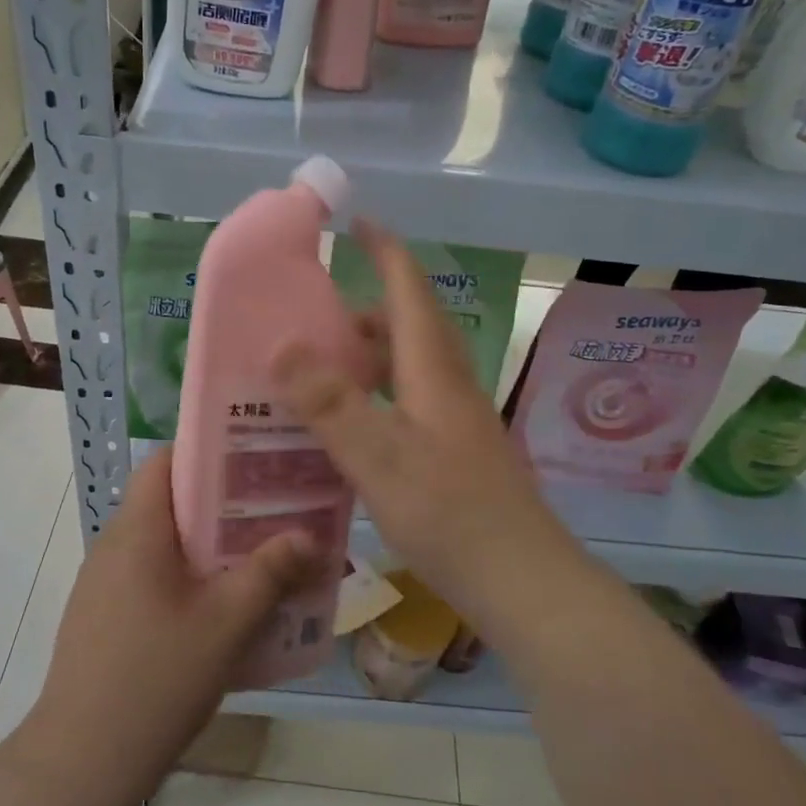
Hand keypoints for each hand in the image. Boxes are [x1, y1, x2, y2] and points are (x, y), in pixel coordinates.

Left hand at [23, 448, 326, 805]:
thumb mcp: (227, 623)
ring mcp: (102, 584)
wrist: (83, 760)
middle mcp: (113, 545)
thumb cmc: (157, 676)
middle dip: (220, 504)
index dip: (207, 452)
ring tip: (256, 558)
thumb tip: (309, 536)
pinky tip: (219, 611)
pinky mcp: (101, 617)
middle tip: (272, 513)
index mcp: (137, 531)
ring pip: (161, 544)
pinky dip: (185, 578)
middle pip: (168, 502)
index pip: (164, 461)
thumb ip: (269, 573)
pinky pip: (149, 577)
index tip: (253, 461)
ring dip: (206, 546)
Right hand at [271, 221, 593, 646]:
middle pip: (409, 328)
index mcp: (434, 372)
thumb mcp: (381, 458)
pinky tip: (350, 429)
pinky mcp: (456, 454)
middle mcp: (449, 387)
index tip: (358, 222)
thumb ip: (331, 403)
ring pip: (409, 368)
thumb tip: (281, 344)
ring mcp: (456, 422)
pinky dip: (376, 397)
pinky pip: (409, 403)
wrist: (524, 583)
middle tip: (314, 318)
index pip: (410, 292)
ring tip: (321, 371)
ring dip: (369, 355)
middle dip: (365, 309)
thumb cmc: (452, 516)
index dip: (386, 252)